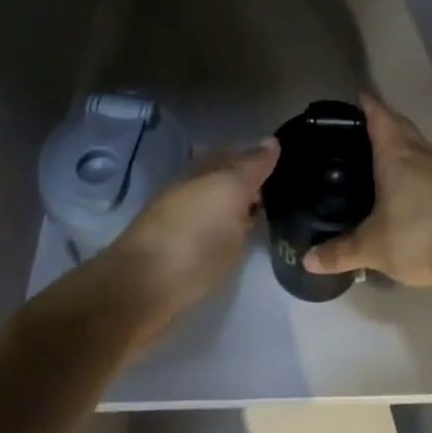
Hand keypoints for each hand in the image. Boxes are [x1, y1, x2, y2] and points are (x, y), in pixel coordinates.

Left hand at [113, 140, 279, 320]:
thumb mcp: (231, 191)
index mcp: (203, 170)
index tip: (289, 166)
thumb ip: (251, 166)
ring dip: (239, 210)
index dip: (262, 158)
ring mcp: (181, 223)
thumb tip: (271, 141)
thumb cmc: (194, 235)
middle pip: (226, 180)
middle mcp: (191, 190)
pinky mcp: (176, 255)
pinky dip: (227, 232)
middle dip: (252, 184)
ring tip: (269, 219)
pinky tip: (240, 242)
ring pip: (218, 208)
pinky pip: (211, 233)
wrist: (141, 291)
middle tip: (286, 194)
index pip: (238, 155)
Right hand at [304, 94, 431, 286]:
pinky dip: (413, 162)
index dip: (366, 104)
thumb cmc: (418, 235)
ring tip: (379, 151)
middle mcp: (420, 152)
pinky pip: (428, 162)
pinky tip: (405, 181)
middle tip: (359, 126)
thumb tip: (308, 260)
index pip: (379, 116)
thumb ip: (339, 252)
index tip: (354, 97)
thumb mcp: (372, 247)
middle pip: (400, 124)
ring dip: (400, 140)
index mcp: (396, 153)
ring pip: (416, 142)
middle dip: (382, 119)